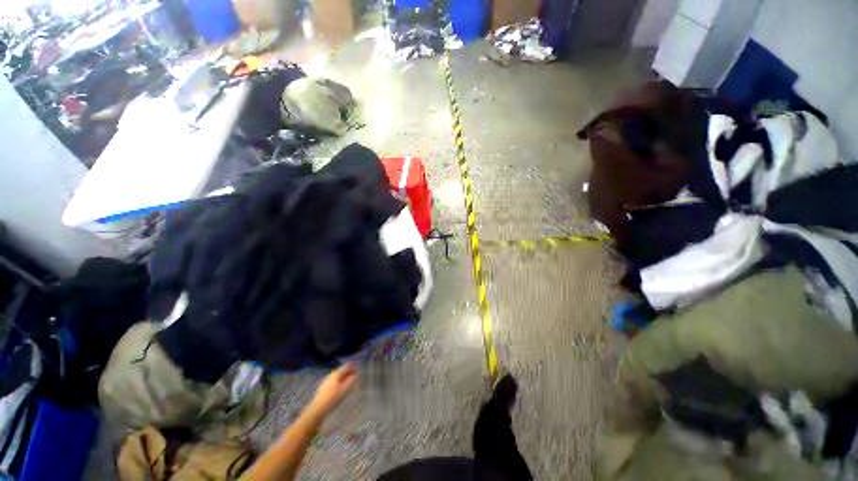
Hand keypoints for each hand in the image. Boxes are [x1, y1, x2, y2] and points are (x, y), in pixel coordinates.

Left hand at [307, 363, 357, 417]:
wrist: (318, 408)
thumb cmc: (333, 398)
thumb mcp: (345, 389)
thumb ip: (352, 380)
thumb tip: (356, 374)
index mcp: (337, 373)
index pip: (347, 366)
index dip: (353, 368)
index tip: (358, 372)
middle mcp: (331, 374)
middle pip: (342, 371)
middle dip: (348, 373)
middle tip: (354, 378)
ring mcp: (326, 380)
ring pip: (338, 376)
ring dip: (344, 378)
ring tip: (348, 384)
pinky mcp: (323, 387)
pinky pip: (334, 381)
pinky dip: (339, 382)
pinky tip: (340, 389)